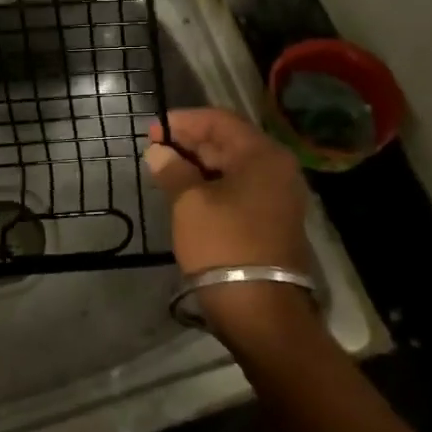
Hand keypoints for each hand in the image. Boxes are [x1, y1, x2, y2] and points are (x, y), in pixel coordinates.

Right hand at [143, 108, 316, 338]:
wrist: (262, 311)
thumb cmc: (224, 245)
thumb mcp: (190, 204)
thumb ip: (173, 170)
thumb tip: (158, 151)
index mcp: (262, 155)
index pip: (220, 120)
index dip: (184, 121)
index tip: (153, 129)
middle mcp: (277, 168)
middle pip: (229, 142)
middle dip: (190, 142)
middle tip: (154, 148)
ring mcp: (278, 196)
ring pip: (233, 167)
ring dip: (199, 164)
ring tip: (164, 168)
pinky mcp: (272, 220)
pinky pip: (239, 188)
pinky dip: (212, 184)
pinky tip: (186, 191)